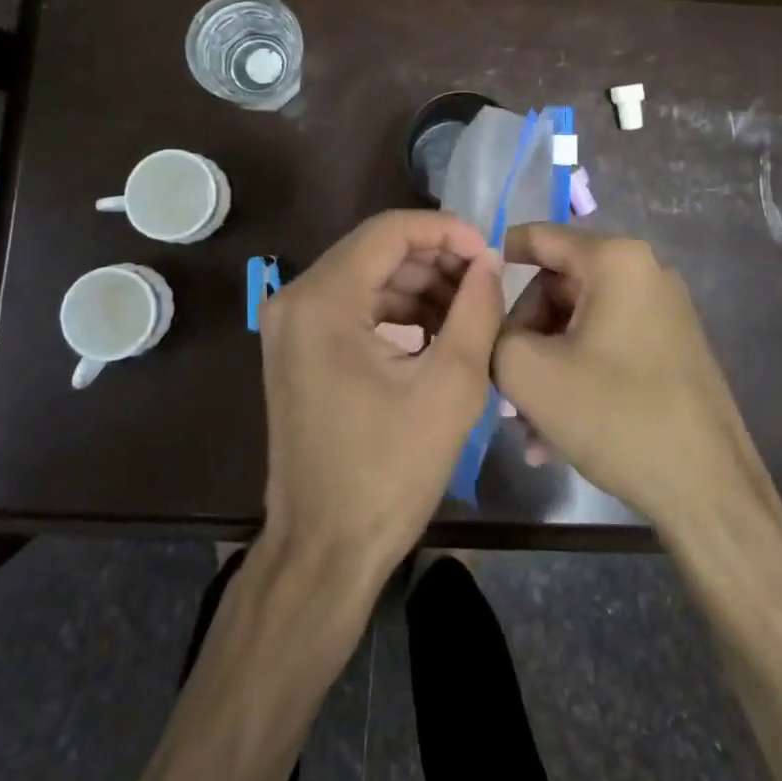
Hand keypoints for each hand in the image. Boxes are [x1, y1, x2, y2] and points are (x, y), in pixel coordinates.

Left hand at [257, 211, 503, 589]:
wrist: (324, 549)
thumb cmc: (388, 472)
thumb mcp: (450, 387)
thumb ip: (477, 311)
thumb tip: (488, 261)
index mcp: (323, 300)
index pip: (390, 230)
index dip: (446, 231)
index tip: (489, 251)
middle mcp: (296, 299)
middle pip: (377, 251)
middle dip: (437, 259)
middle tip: (485, 283)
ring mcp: (292, 325)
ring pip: (368, 277)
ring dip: (420, 286)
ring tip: (470, 311)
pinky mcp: (299, 349)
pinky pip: (355, 307)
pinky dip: (398, 311)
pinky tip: (437, 333)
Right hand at [493, 224, 781, 541]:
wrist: (709, 490)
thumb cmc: (616, 416)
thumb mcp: (530, 373)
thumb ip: (493, 333)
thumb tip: (492, 322)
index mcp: (615, 260)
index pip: (538, 237)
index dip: (494, 258)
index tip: (463, 287)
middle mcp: (644, 272)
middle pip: (556, 287)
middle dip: (524, 337)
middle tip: (503, 386)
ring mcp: (662, 311)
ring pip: (578, 325)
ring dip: (545, 369)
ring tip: (527, 427)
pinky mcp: (670, 348)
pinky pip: (605, 347)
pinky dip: (575, 378)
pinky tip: (554, 435)